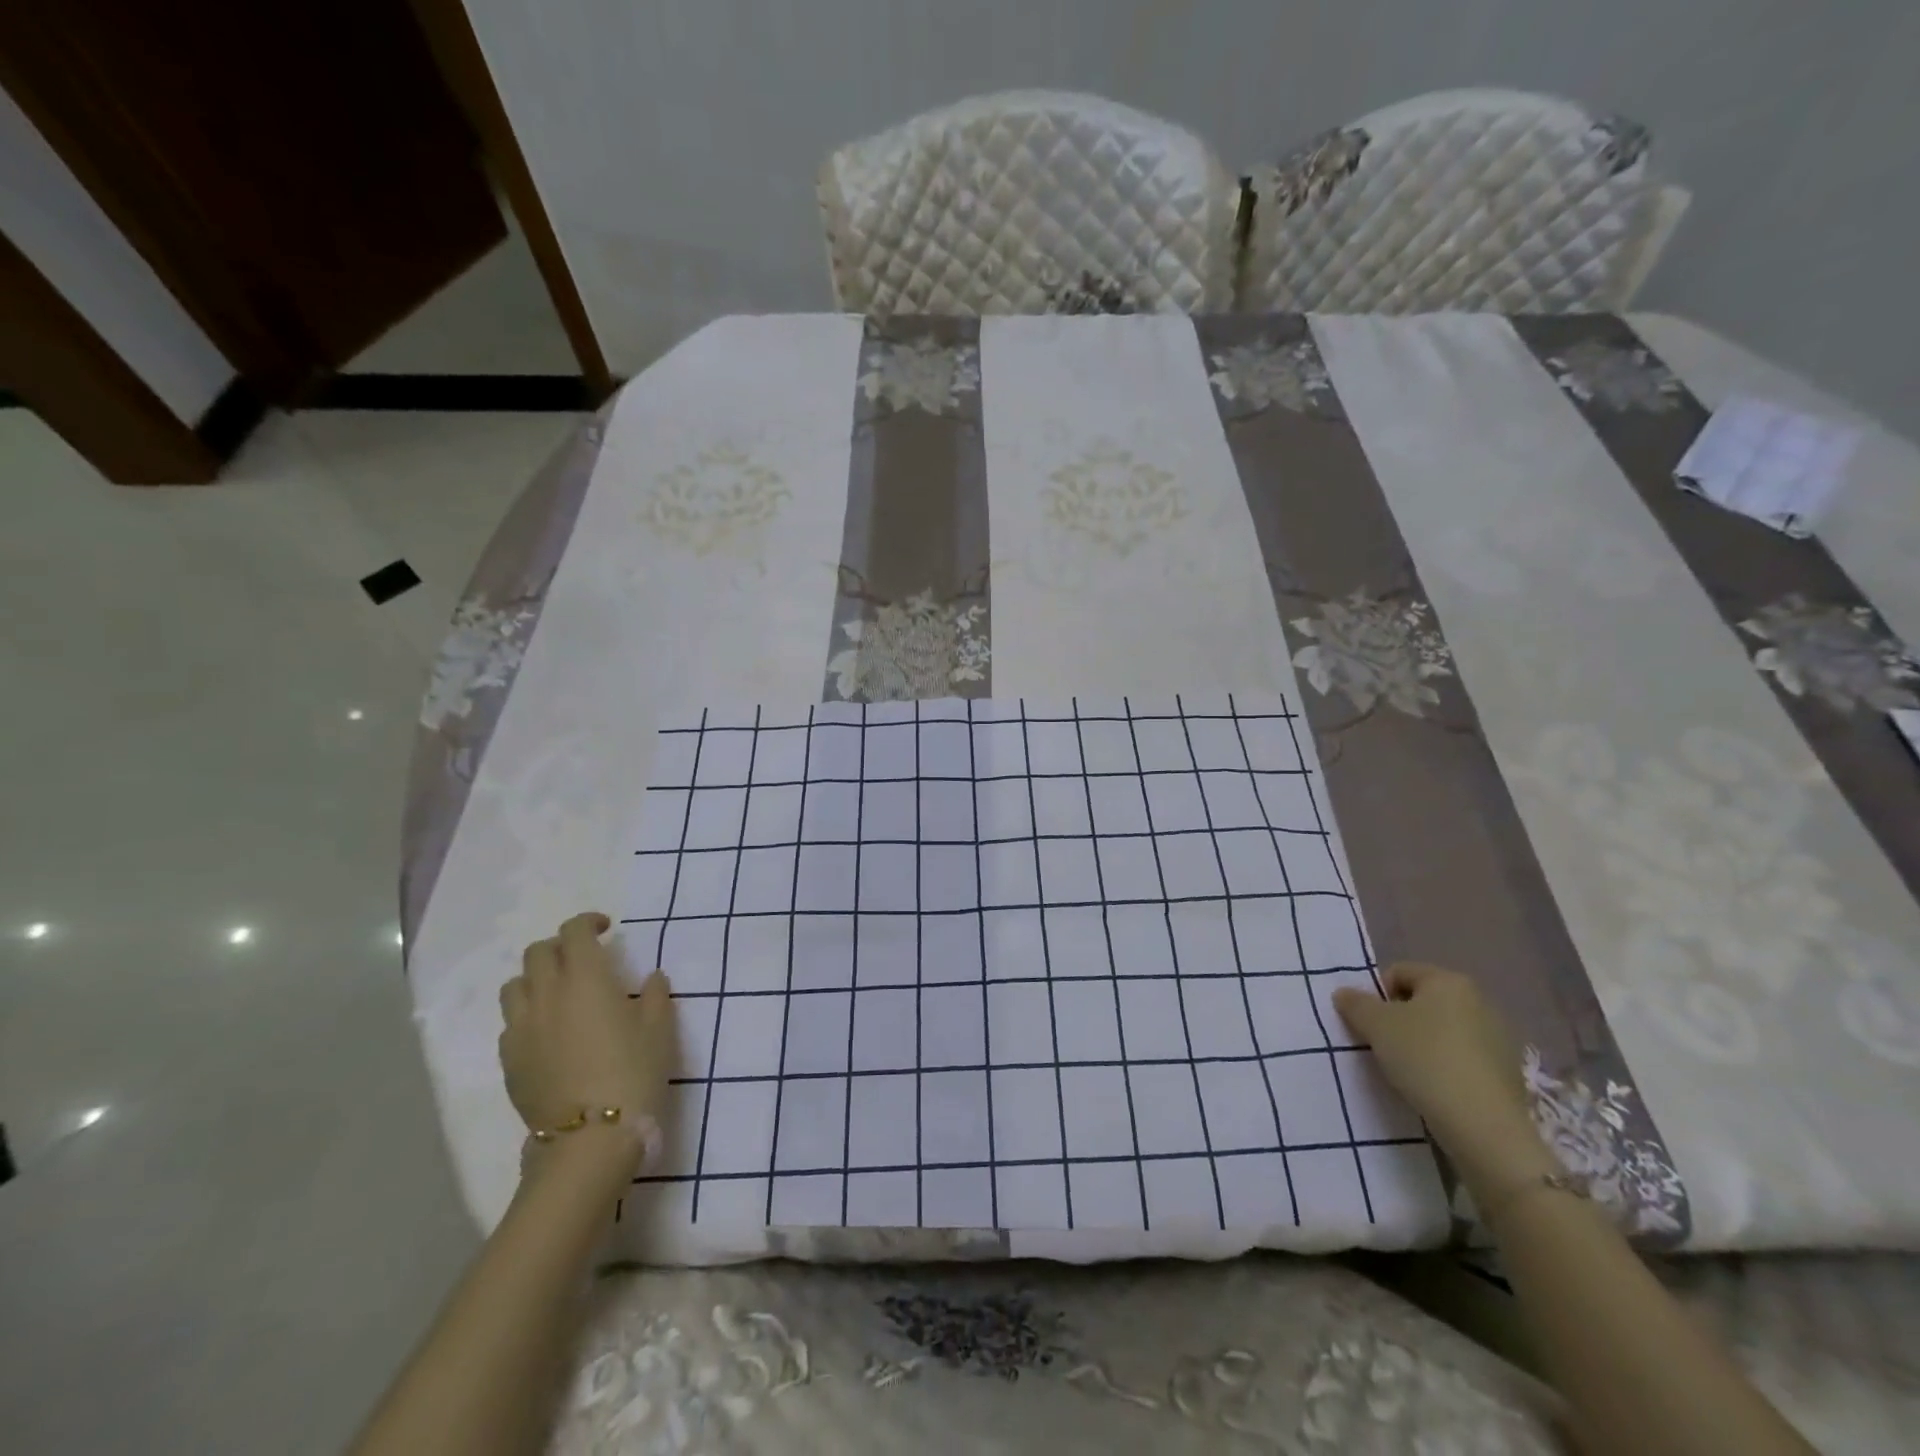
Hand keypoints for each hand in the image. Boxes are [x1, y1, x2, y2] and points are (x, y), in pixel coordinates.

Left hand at [498, 913, 675, 1166]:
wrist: (590, 1137)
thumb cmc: (633, 1071)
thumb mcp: (660, 1029)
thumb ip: (655, 995)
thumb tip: (651, 978)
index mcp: (586, 978)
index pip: (573, 931)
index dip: (588, 922)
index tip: (606, 929)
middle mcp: (546, 994)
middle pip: (537, 953)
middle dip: (560, 947)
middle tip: (584, 959)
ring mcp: (522, 1028)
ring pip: (515, 985)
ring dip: (536, 979)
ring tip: (559, 993)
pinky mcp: (510, 1060)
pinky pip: (511, 1023)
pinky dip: (528, 1014)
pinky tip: (549, 1033)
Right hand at [1333, 962, 1549, 1184]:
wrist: (1483, 1125)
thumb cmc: (1424, 1058)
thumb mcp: (1374, 1025)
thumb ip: (1354, 1003)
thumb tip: (1345, 994)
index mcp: (1449, 981)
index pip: (1399, 973)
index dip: (1376, 995)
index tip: (1369, 1024)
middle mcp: (1480, 1001)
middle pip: (1424, 1001)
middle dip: (1400, 1020)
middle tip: (1383, 1046)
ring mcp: (1500, 1038)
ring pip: (1444, 1031)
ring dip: (1423, 1044)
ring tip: (1409, 1071)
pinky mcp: (1509, 1073)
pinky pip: (1464, 1058)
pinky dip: (1446, 1066)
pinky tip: (1436, 1088)